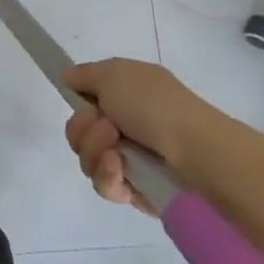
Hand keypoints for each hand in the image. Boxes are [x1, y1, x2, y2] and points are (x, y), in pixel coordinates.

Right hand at [61, 58, 234, 214]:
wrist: (195, 151)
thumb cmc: (155, 105)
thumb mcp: (114, 73)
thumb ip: (85, 74)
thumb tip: (68, 78)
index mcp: (126, 94)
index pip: (85, 101)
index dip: (79, 103)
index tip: (81, 103)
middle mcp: (127, 125)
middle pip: (79, 132)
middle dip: (85, 129)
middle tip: (108, 128)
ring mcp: (130, 159)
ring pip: (87, 160)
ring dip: (95, 153)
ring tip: (117, 154)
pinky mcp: (135, 190)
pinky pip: (104, 185)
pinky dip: (108, 176)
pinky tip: (121, 171)